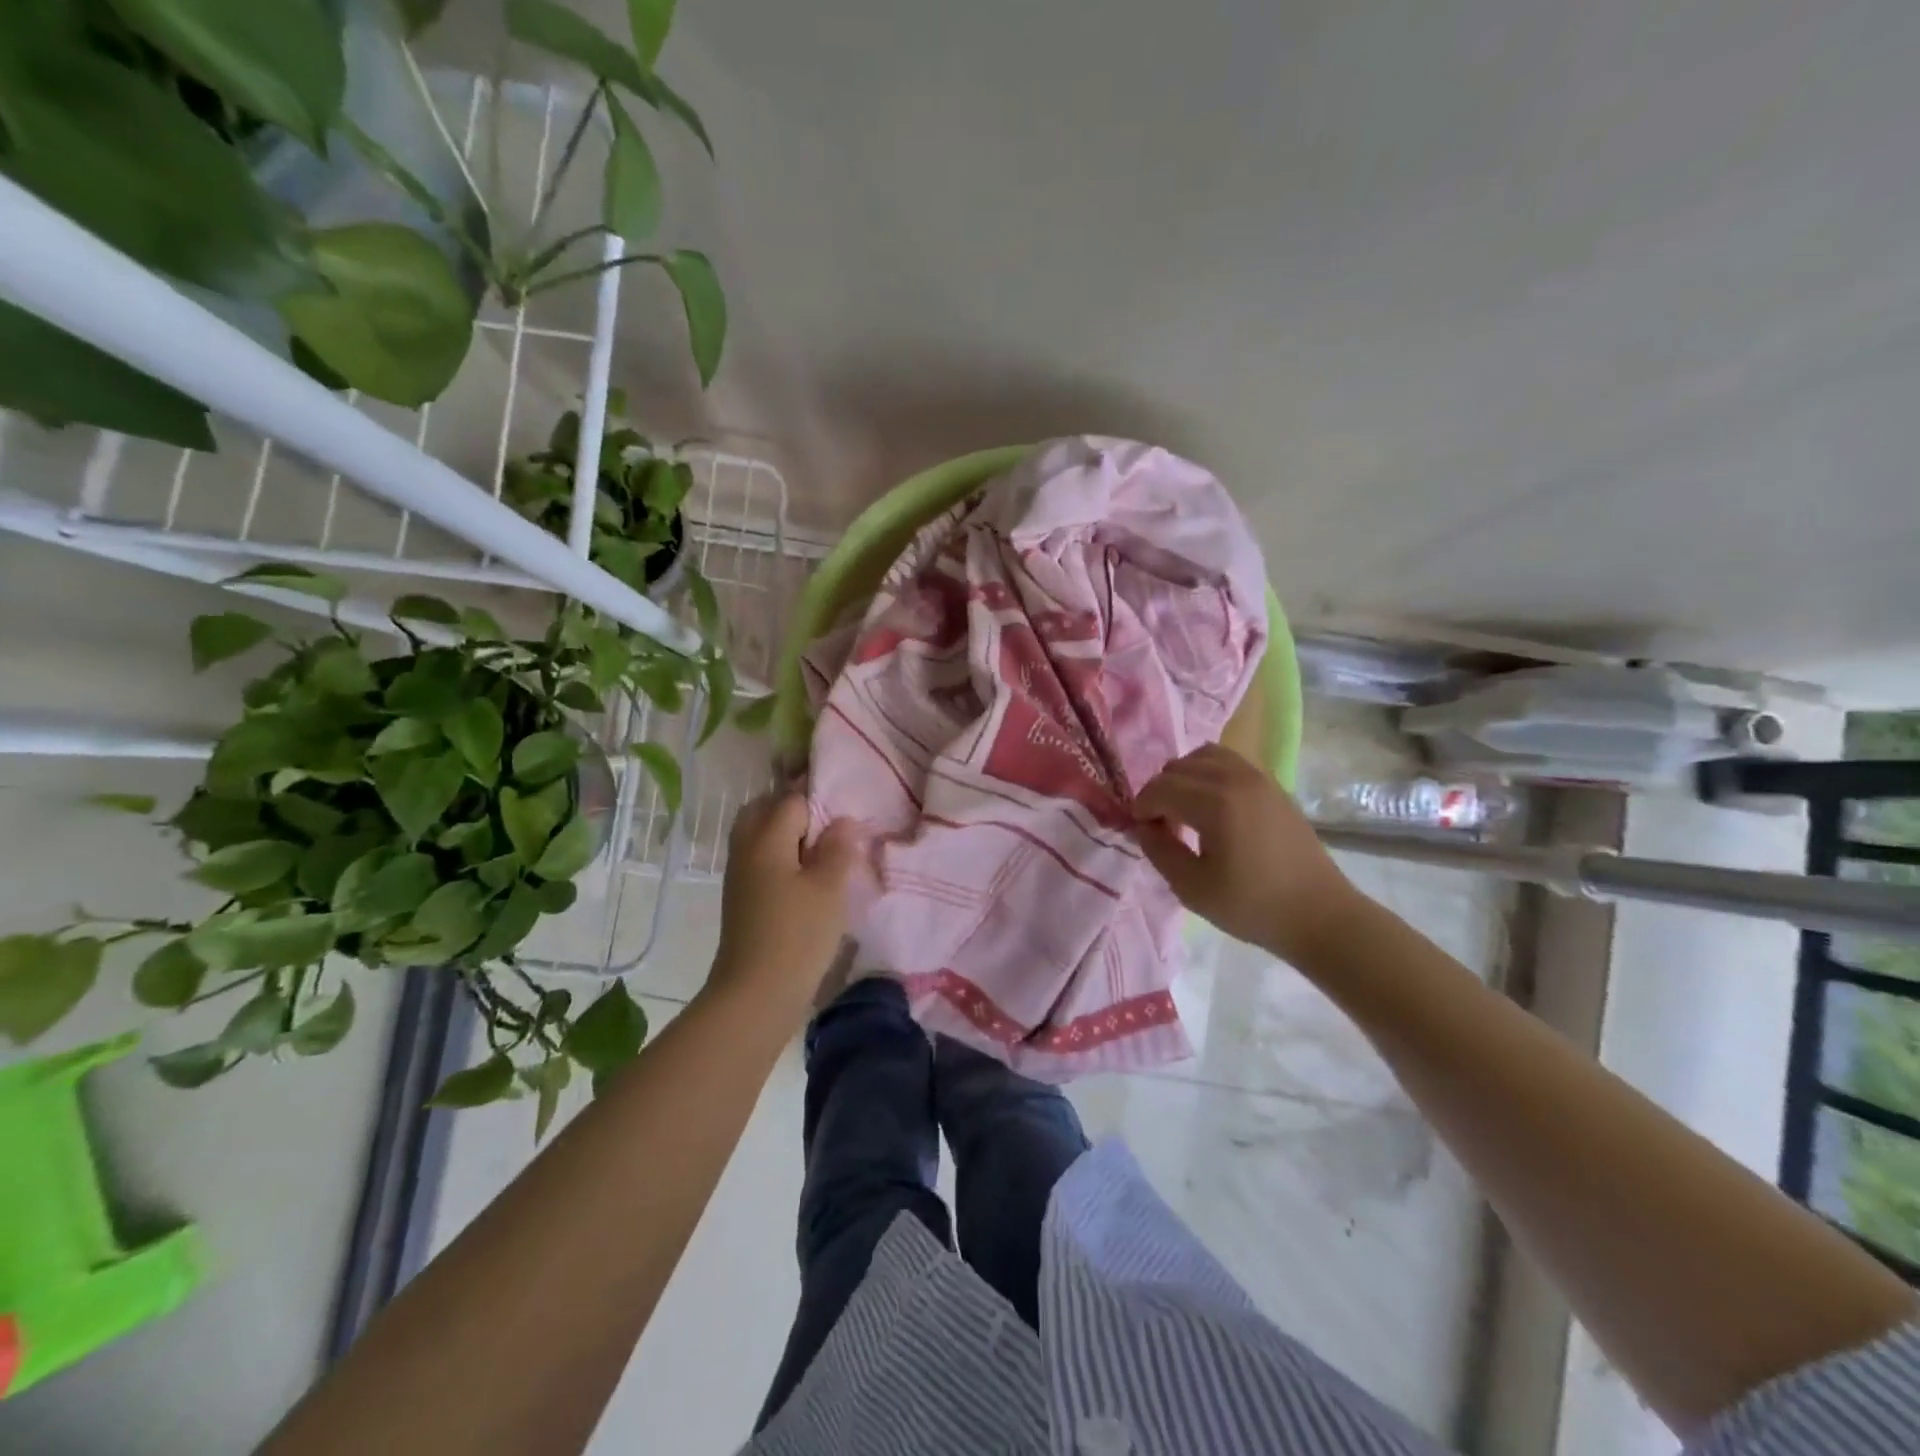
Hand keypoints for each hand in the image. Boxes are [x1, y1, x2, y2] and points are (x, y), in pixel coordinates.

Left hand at [709, 792, 863, 1017]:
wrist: (756, 993)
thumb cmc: (797, 934)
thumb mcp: (829, 887)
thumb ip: (837, 847)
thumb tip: (842, 821)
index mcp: (766, 836)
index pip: (793, 798)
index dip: (820, 798)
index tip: (846, 805)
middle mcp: (746, 847)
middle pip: (766, 809)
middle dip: (796, 809)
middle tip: (830, 824)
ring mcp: (740, 873)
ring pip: (760, 834)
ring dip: (788, 833)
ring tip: (823, 849)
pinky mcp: (742, 897)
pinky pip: (761, 858)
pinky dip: (782, 855)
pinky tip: (807, 875)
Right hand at [1133, 744, 1364, 965]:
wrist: (1319, 914)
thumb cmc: (1252, 906)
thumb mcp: (1192, 888)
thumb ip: (1158, 850)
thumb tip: (1143, 826)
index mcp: (1215, 803)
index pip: (1160, 789)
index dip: (1142, 808)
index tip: (1140, 832)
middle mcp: (1235, 779)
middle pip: (1178, 768)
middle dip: (1160, 792)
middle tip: (1161, 826)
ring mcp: (1258, 777)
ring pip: (1204, 756)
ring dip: (1184, 777)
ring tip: (1185, 810)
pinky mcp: (1273, 784)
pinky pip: (1229, 762)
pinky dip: (1209, 773)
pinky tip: (1212, 805)